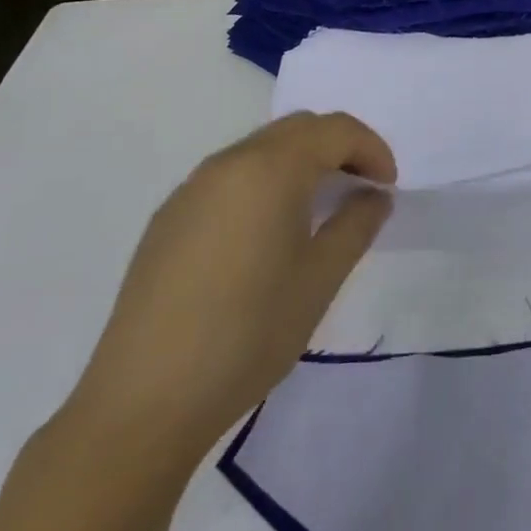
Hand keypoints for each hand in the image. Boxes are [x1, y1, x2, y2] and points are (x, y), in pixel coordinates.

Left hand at [62, 112, 395, 467]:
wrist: (143, 402)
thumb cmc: (249, 334)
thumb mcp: (320, 279)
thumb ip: (356, 225)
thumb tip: (373, 196)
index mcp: (270, 169)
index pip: (335, 130)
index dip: (372, 149)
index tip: (387, 187)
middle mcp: (227, 164)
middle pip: (297, 129)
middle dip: (338, 147)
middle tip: (361, 188)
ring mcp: (190, 189)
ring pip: (260, 149)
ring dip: (300, 163)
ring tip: (319, 210)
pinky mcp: (167, 219)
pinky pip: (229, 177)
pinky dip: (264, 182)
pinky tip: (267, 233)